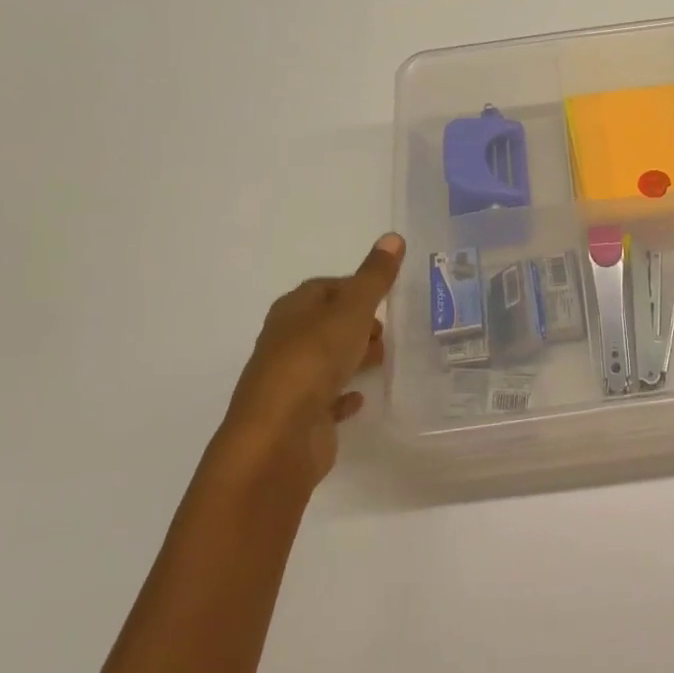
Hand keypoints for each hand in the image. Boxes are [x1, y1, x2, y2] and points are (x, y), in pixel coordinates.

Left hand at [215, 233, 405, 487]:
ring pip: (326, 360)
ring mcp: (291, 380)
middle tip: (387, 331)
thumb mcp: (352, 310)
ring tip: (382, 360)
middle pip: (325, 324)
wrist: (280, 436)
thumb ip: (374, 277)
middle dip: (356, 324)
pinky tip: (361, 398)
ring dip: (351, 357)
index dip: (355, 288)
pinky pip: (326, 399)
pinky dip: (343, 394)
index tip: (384, 297)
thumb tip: (393, 237)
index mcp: (293, 310)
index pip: (324, 288)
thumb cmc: (314, 360)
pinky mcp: (300, 415)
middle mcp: (286, 341)